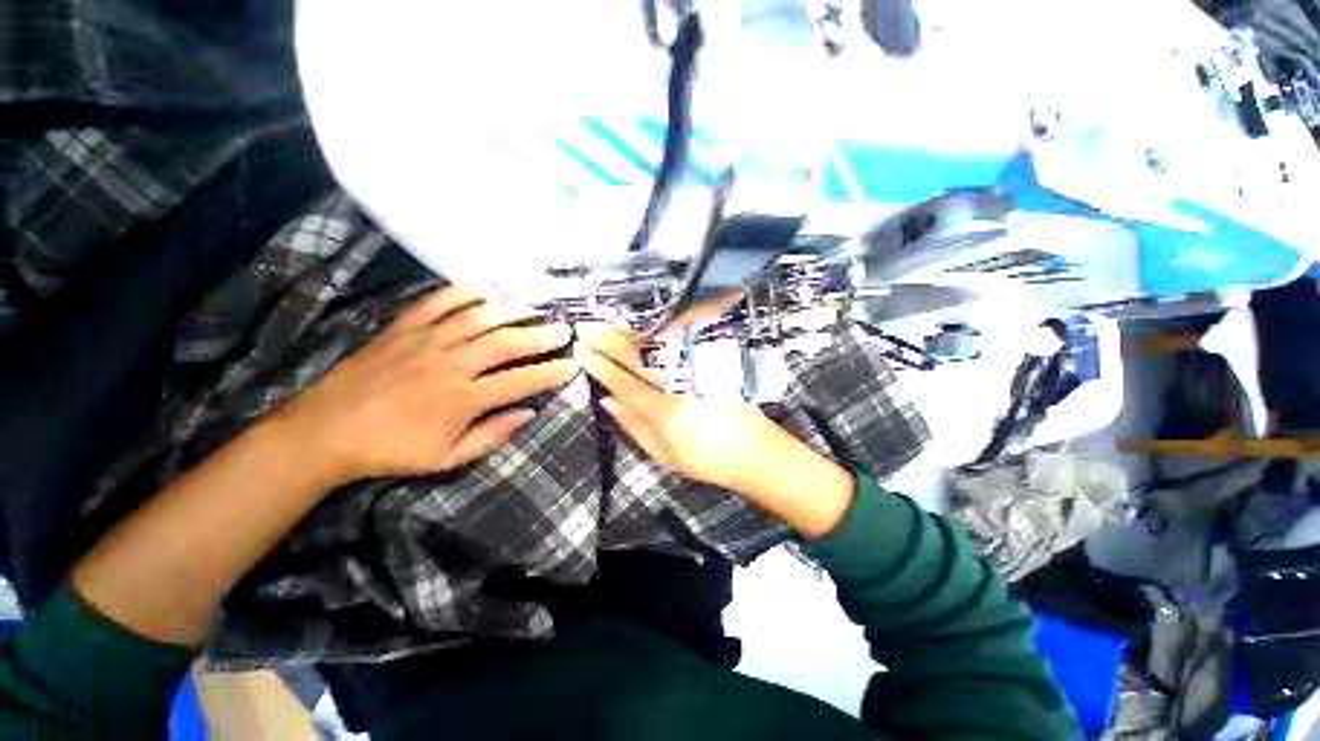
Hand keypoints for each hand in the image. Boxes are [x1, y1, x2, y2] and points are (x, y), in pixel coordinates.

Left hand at [278, 286, 577, 485]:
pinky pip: (438, 301)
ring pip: (479, 318)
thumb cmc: (391, 450)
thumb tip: (529, 412)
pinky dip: (464, 291)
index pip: (520, 381)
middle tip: (564, 330)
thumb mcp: (447, 458)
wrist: (325, 431)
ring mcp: (425, 341)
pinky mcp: (403, 327)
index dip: (551, 373)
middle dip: (541, 336)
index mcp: (461, 400)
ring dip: (512, 311)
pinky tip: (485, 289)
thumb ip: (492, 435)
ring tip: (535, 308)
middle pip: (505, 343)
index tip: (574, 364)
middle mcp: (449, 365)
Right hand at [573, 324, 854, 537]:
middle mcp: (680, 386)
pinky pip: (676, 344)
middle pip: (638, 358)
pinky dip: (654, 333)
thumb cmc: (706, 460)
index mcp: (666, 413)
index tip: (581, 350)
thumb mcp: (663, 455)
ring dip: (628, 332)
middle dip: (608, 340)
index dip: (600, 365)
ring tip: (605, 322)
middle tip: (584, 327)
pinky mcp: (710, 363)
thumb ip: (633, 426)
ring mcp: (697, 370)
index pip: (624, 382)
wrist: (754, 450)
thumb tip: (606, 400)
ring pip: (656, 346)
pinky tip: (641, 327)